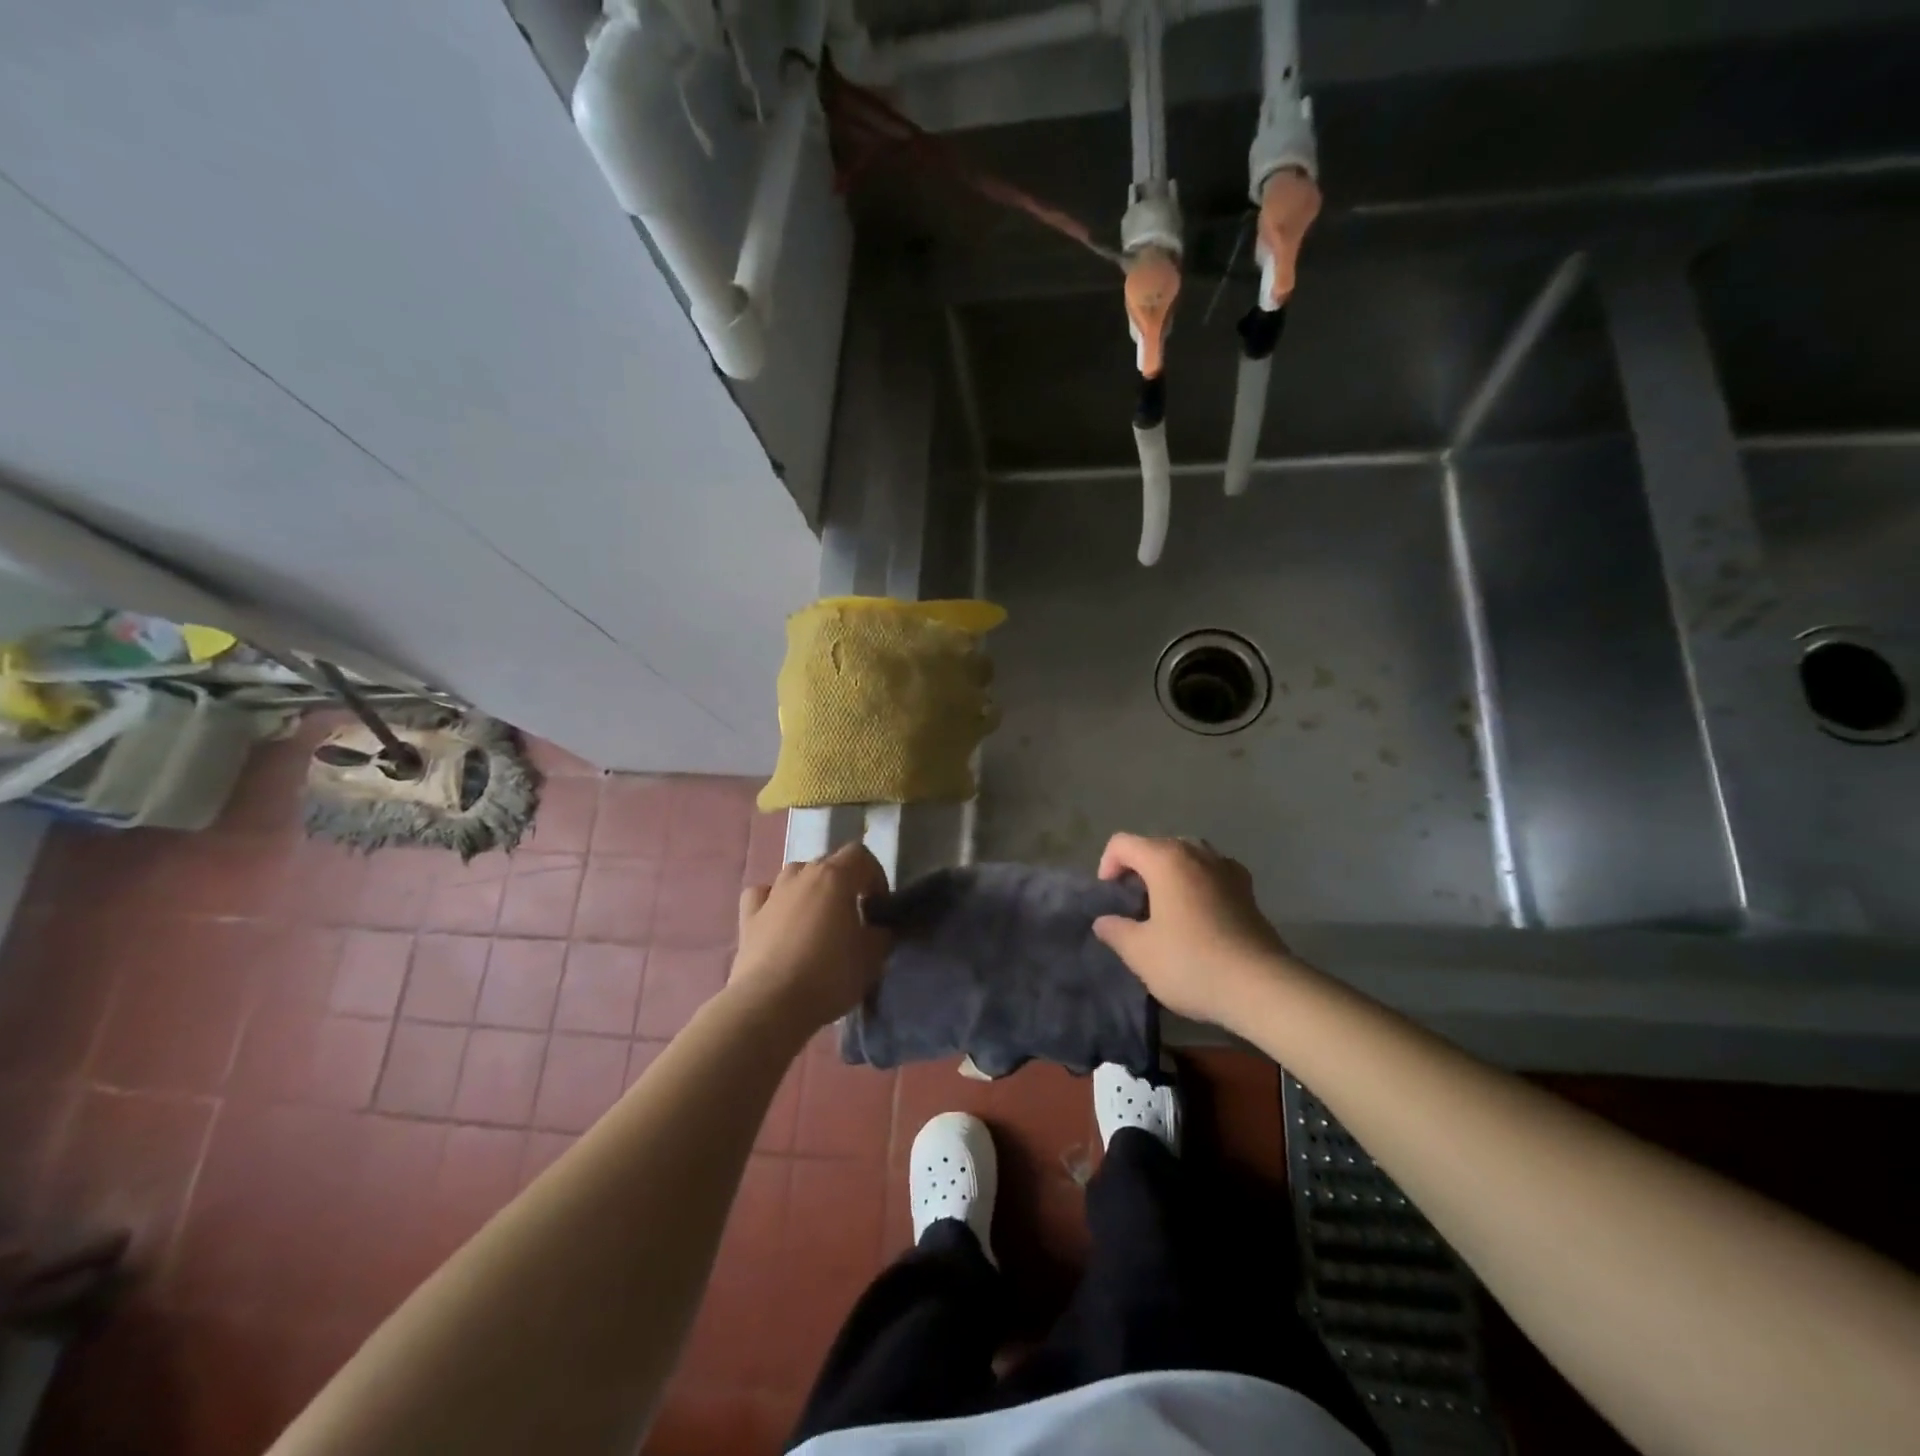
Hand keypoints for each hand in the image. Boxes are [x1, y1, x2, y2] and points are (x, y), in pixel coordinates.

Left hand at [731, 843, 891, 1034]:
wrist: (770, 1004)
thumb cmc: (829, 975)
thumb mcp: (872, 958)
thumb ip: (880, 935)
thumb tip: (876, 930)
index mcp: (835, 877)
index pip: (860, 855)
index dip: (875, 875)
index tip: (878, 906)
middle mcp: (801, 876)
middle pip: (827, 864)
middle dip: (844, 884)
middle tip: (852, 917)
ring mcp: (771, 894)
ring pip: (795, 876)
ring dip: (810, 890)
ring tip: (817, 921)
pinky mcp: (748, 918)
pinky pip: (763, 896)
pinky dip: (773, 902)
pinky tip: (779, 920)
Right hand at [1091, 833, 1299, 1032]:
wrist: (1261, 986)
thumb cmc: (1191, 962)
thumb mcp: (1140, 952)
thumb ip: (1116, 931)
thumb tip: (1104, 921)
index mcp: (1166, 859)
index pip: (1122, 843)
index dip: (1107, 866)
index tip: (1111, 899)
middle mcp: (1197, 853)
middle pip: (1156, 846)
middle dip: (1138, 869)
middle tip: (1134, 905)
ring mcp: (1227, 868)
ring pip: (1187, 857)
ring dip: (1170, 875)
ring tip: (1165, 908)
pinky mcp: (1248, 890)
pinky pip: (1212, 873)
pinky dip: (1198, 884)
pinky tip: (1198, 915)